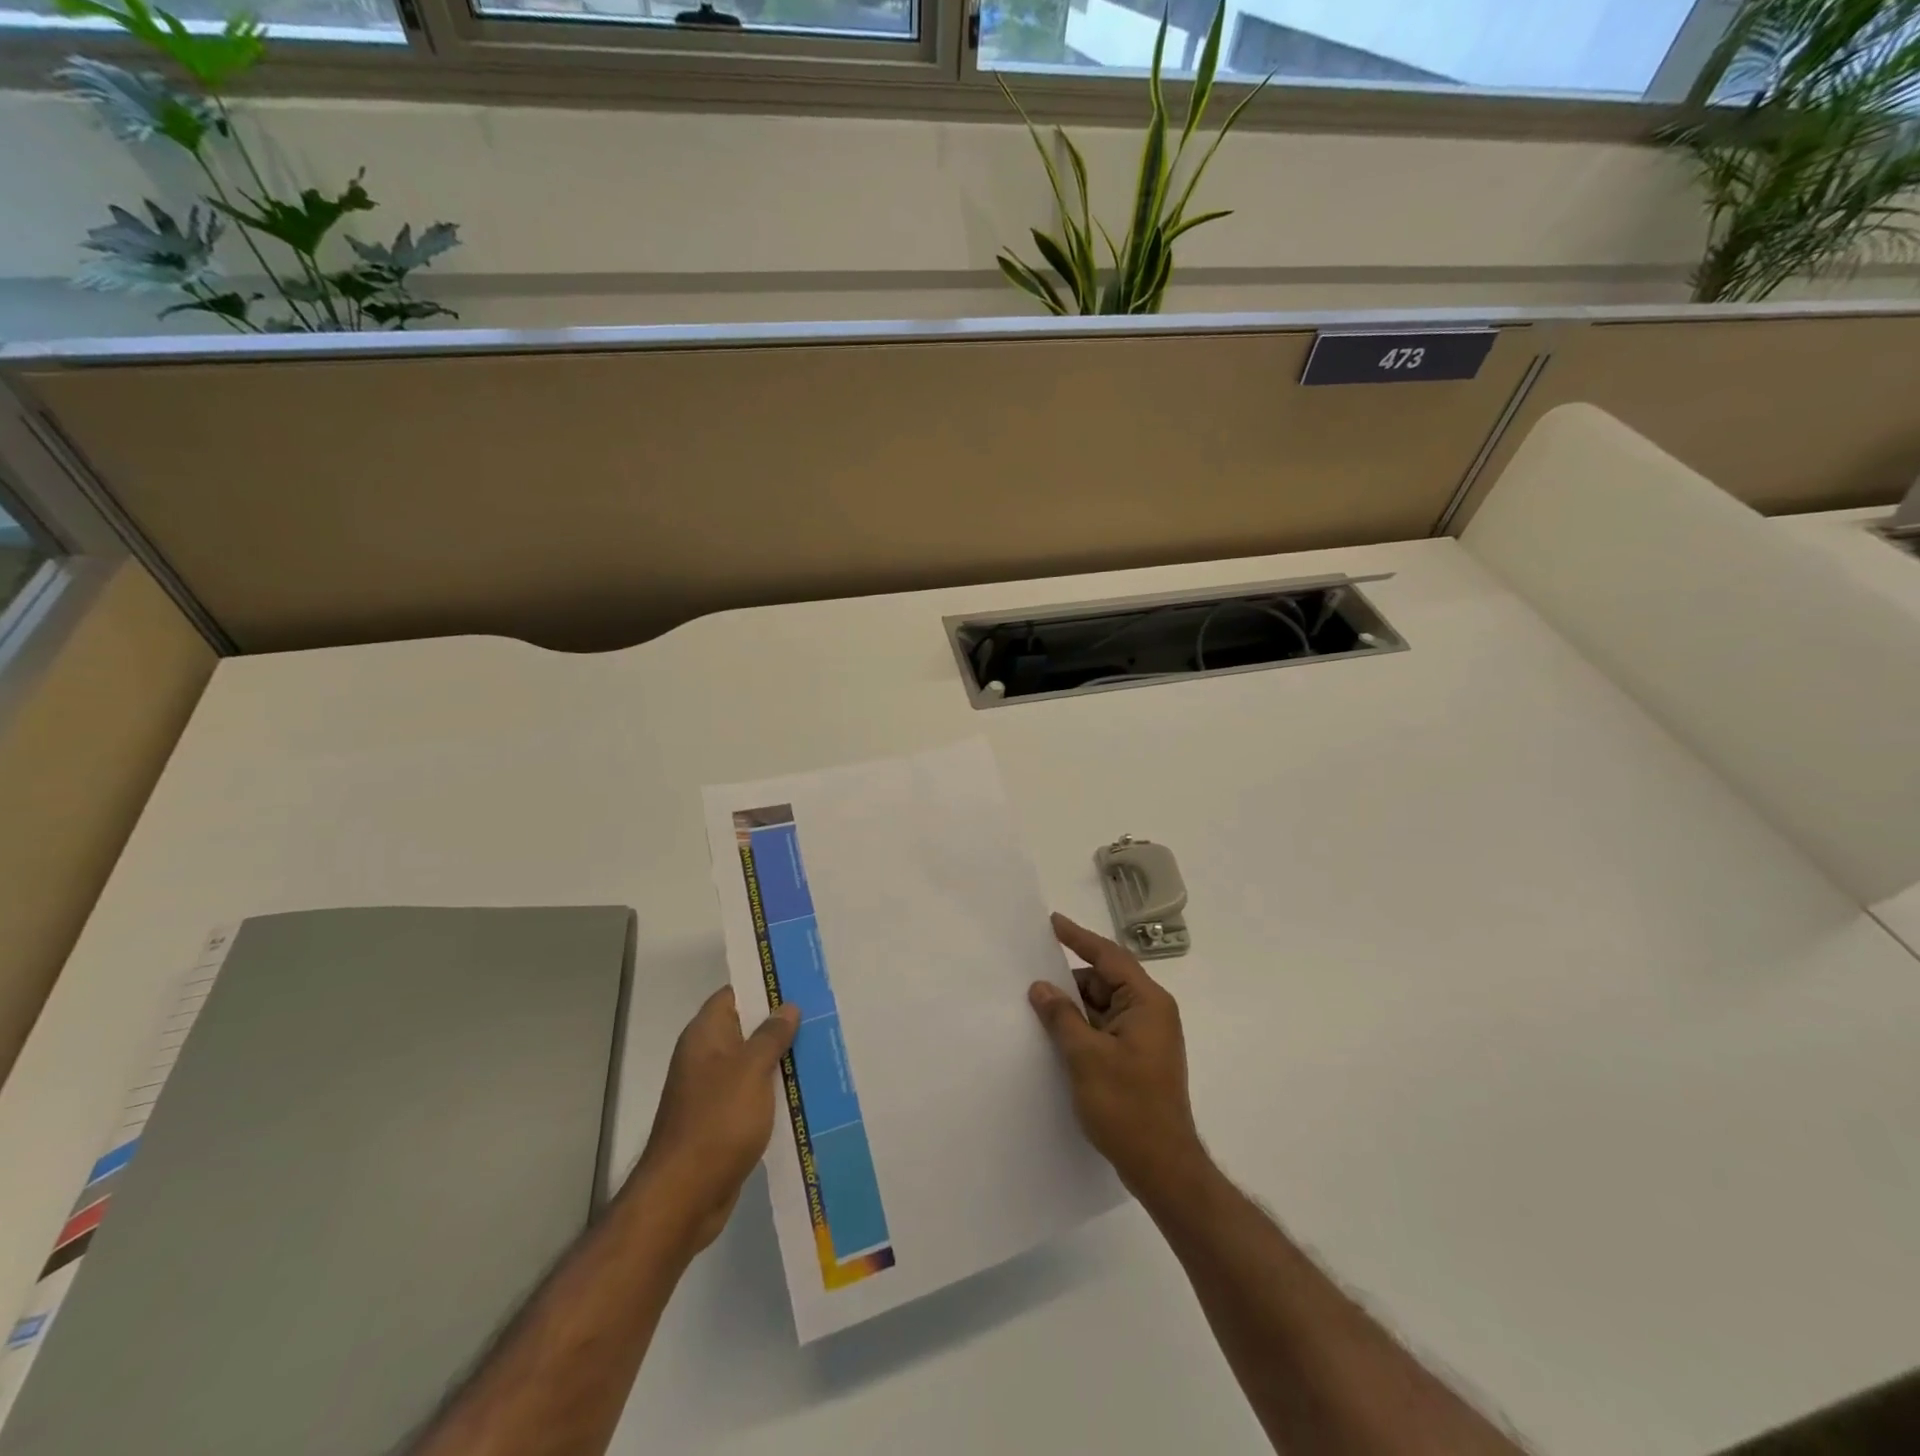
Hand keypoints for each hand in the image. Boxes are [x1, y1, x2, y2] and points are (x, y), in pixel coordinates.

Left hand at [631, 987, 799, 1254]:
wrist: (684, 1196)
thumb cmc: (717, 1121)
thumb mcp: (751, 1070)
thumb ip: (771, 1035)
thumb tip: (787, 1007)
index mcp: (705, 1036)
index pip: (735, 994)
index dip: (764, 984)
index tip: (800, 979)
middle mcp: (706, 1057)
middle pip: (747, 1027)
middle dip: (781, 1021)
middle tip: (823, 1009)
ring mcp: (714, 1090)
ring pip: (754, 1062)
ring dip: (783, 1057)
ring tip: (825, 1044)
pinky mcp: (724, 1120)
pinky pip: (755, 1093)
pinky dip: (777, 1089)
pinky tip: (808, 1088)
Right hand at [1030, 913, 1205, 1205]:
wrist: (1164, 1167)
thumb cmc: (1127, 1106)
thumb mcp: (1086, 1057)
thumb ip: (1062, 1016)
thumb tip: (1041, 987)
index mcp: (1147, 1002)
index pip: (1108, 957)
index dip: (1078, 938)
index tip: (1052, 922)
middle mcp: (1151, 1012)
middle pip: (1106, 980)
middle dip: (1070, 978)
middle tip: (1032, 972)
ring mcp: (1146, 1037)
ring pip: (1104, 1006)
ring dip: (1074, 1005)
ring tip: (1036, 1004)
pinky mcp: (1138, 1058)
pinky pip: (1106, 1028)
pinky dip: (1082, 1026)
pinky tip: (1055, 1033)